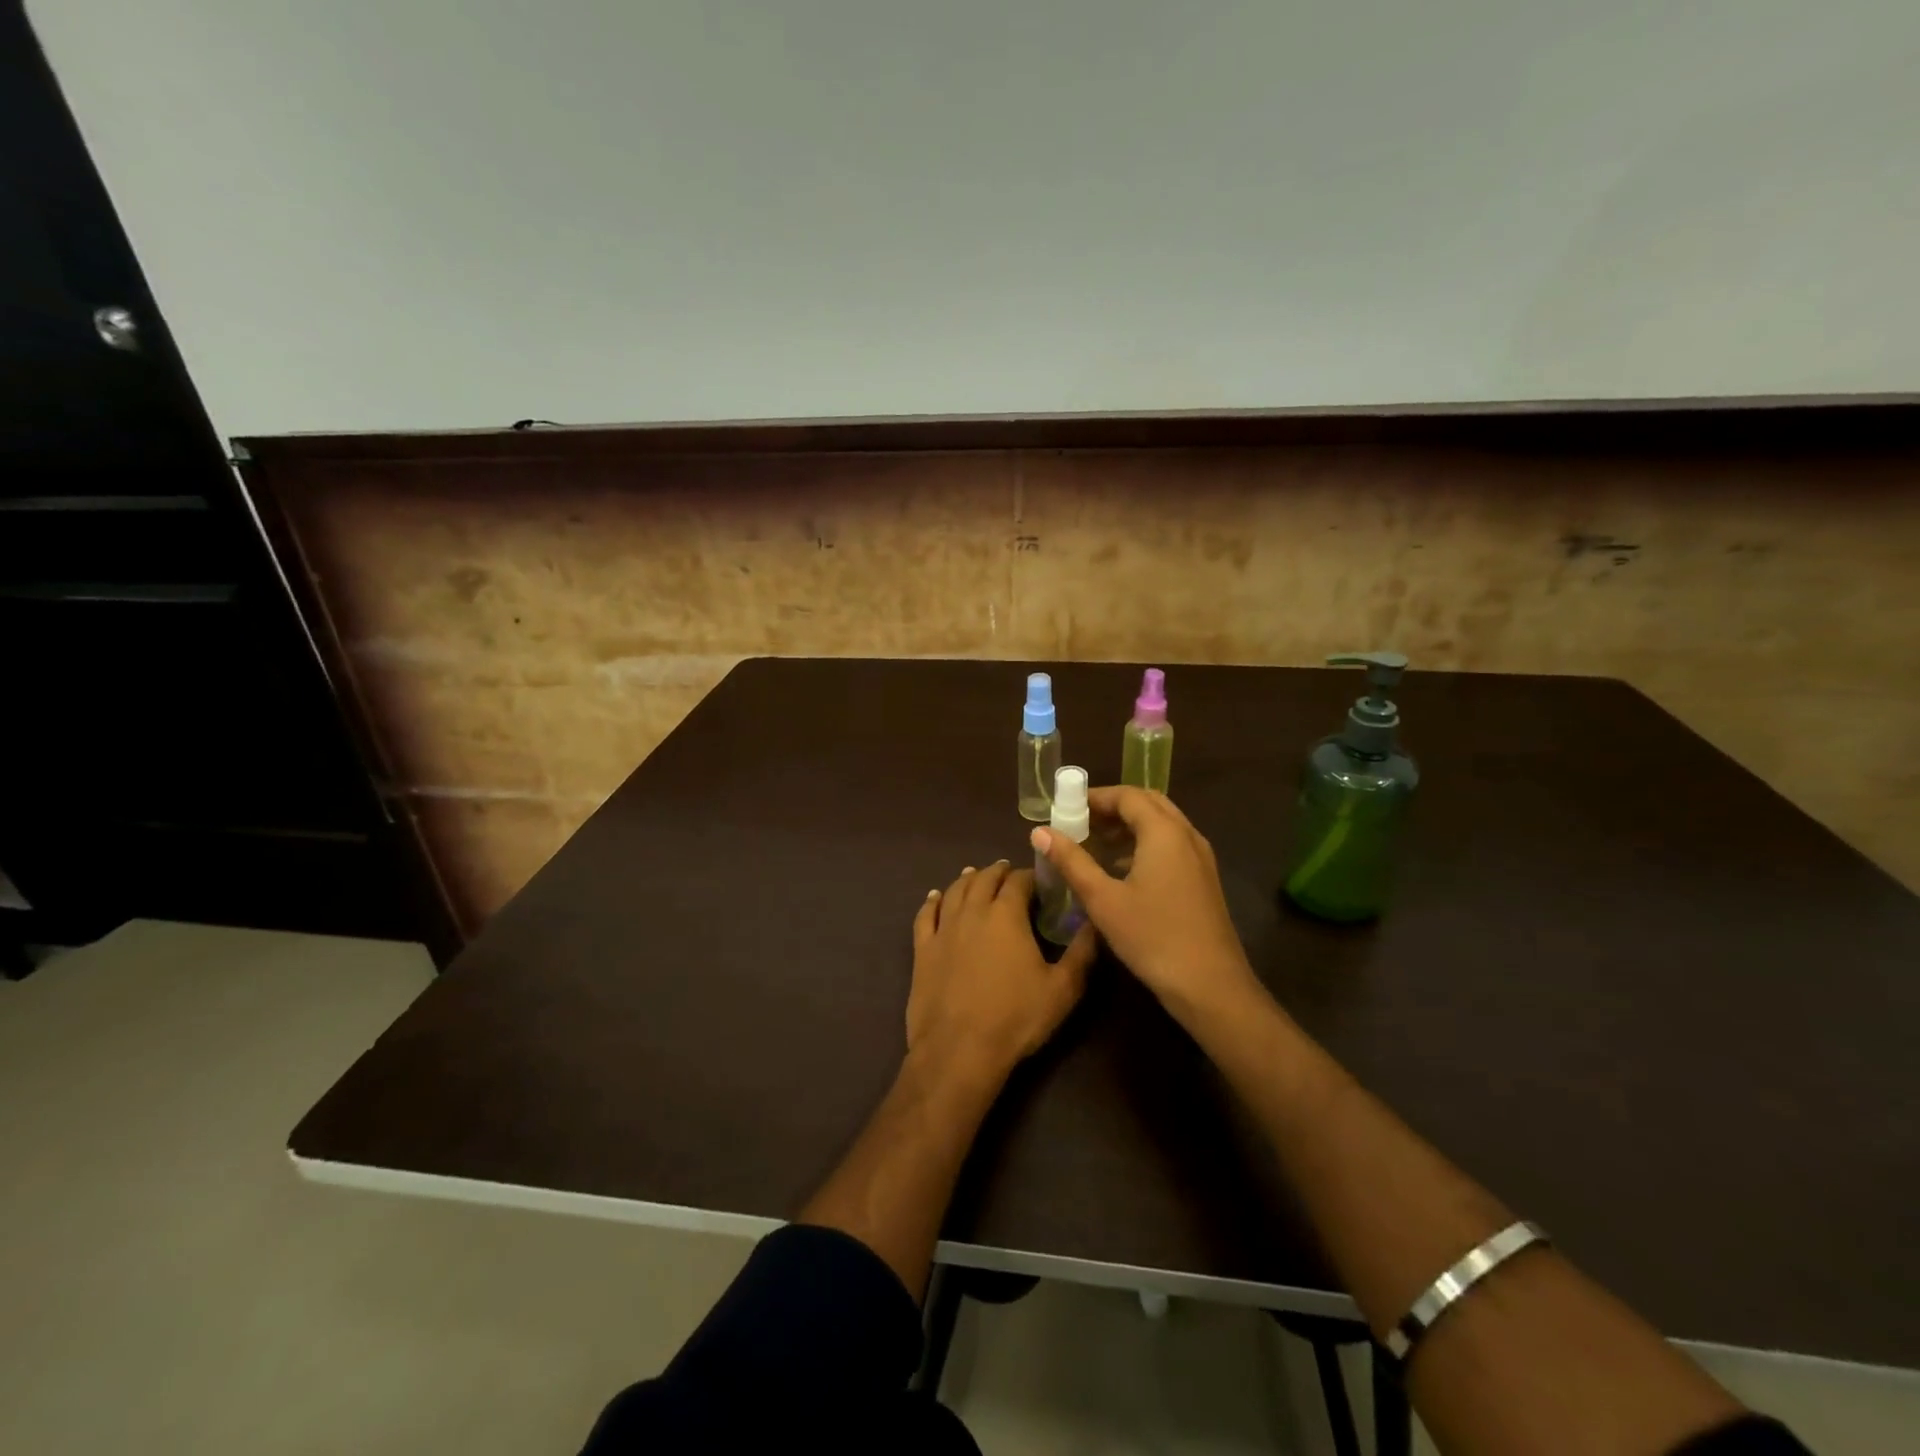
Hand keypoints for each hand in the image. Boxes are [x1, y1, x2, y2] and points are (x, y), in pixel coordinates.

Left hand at [908, 861, 1096, 1082]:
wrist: (959, 1050)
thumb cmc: (1016, 1018)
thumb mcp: (1063, 989)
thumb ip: (1082, 952)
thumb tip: (1095, 921)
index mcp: (1006, 914)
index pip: (1020, 881)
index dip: (1031, 876)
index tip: (1041, 880)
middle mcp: (973, 911)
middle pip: (985, 879)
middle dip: (999, 872)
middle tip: (1009, 872)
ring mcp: (944, 929)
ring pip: (954, 891)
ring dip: (967, 879)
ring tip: (975, 874)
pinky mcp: (923, 949)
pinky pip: (925, 915)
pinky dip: (932, 901)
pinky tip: (934, 897)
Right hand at [1030, 787, 1258, 1020]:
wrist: (1210, 986)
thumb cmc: (1153, 938)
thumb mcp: (1103, 900)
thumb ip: (1071, 861)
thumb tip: (1039, 832)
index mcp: (1164, 833)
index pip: (1128, 795)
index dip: (1095, 797)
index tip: (1065, 807)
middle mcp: (1187, 836)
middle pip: (1148, 803)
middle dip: (1113, 807)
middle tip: (1080, 822)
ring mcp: (1200, 858)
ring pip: (1162, 825)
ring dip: (1129, 826)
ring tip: (1095, 843)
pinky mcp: (1204, 879)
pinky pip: (1172, 845)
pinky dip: (1145, 844)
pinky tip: (1121, 871)